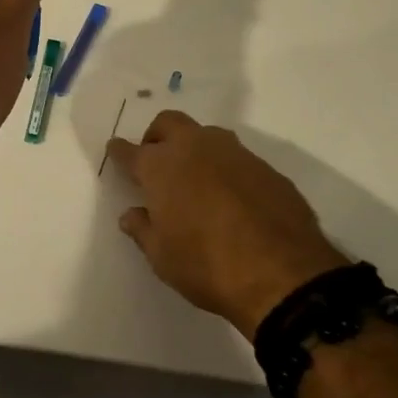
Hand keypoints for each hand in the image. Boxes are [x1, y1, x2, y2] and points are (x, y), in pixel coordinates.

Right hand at [106, 111, 347, 338]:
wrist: (283, 274)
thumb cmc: (207, 265)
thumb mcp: (162, 258)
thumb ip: (143, 230)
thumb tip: (132, 215)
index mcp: (161, 167)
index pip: (130, 151)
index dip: (119, 151)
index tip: (115, 150)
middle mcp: (195, 148)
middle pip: (168, 123)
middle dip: (157, 136)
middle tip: (156, 160)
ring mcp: (234, 153)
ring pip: (206, 135)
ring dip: (195, 148)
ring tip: (196, 178)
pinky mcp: (266, 167)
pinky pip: (237, 158)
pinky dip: (226, 170)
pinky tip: (232, 197)